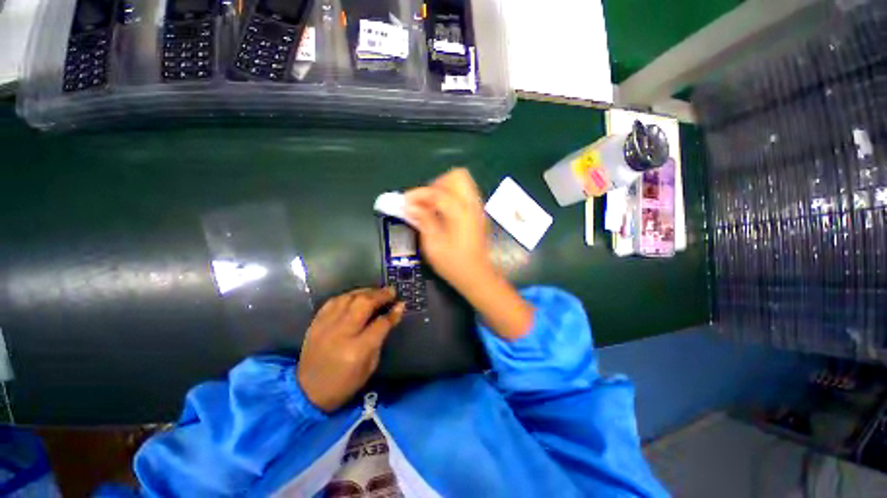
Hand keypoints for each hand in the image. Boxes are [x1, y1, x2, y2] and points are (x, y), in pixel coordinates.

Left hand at [297, 288, 403, 411]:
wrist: (307, 392)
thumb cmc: (345, 383)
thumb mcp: (370, 366)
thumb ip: (381, 337)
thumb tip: (393, 314)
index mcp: (358, 349)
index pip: (380, 323)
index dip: (393, 312)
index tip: (402, 304)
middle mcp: (341, 333)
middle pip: (364, 303)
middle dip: (380, 295)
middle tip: (391, 291)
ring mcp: (326, 326)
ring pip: (348, 298)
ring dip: (365, 291)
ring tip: (376, 292)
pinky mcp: (315, 323)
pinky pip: (333, 301)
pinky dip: (348, 296)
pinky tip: (356, 296)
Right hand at [406, 168, 533, 339]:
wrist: (477, 276)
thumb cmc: (454, 264)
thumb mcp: (433, 245)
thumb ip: (423, 220)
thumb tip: (410, 205)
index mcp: (461, 212)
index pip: (438, 192)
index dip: (418, 194)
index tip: (405, 202)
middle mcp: (472, 205)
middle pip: (456, 176)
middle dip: (436, 185)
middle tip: (424, 201)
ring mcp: (477, 208)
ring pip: (462, 183)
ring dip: (443, 189)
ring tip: (430, 206)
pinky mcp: (477, 213)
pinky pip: (464, 193)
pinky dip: (451, 196)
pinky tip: (441, 212)